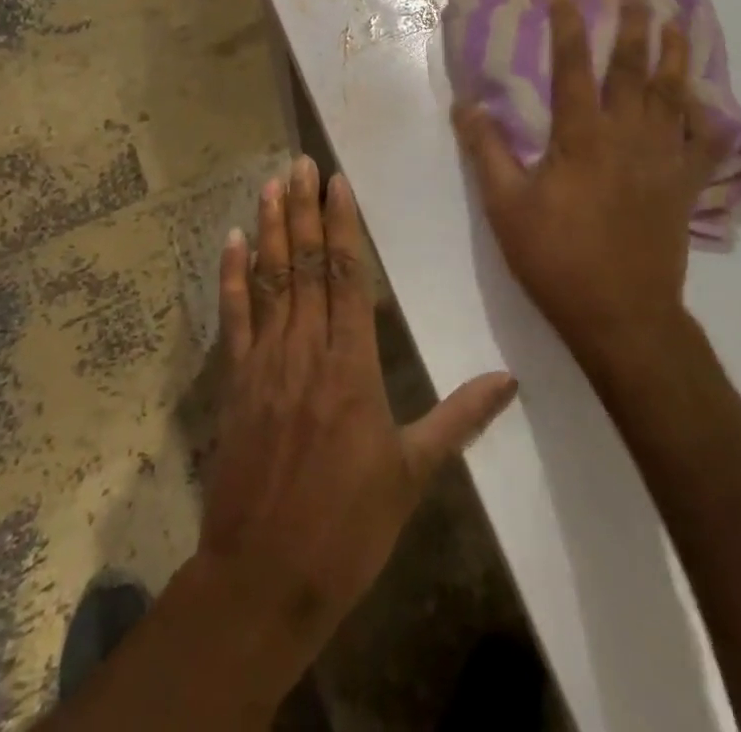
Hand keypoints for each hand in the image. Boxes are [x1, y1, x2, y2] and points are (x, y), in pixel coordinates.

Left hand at [199, 156, 517, 680]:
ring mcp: (265, 361)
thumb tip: (509, 381)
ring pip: (269, 279)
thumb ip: (459, 417)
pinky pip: (233, 317)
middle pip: (306, 263)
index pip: (347, 274)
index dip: (341, 223)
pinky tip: (233, 240)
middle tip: (300, 161)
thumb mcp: (412, 473)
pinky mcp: (236, 382)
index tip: (336, 181)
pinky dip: (231, 276)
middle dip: (304, 208)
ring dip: (270, 227)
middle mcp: (307, 347)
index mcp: (352, 364)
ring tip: (271, 182)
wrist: (265, 579)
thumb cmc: (348, 525)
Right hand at [453, 0, 727, 360]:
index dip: (568, 26)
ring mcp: (663, 160)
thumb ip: (487, 152)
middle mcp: (627, 137)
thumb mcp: (506, 208)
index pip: (574, 67)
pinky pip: (704, 142)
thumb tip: (466, 106)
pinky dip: (706, 117)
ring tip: (678, 24)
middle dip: (633, 27)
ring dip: (675, 56)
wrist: (621, 316)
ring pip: (674, 96)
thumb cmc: (557, 259)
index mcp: (582, 137)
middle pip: (634, 70)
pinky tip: (704, 100)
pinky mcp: (684, 186)